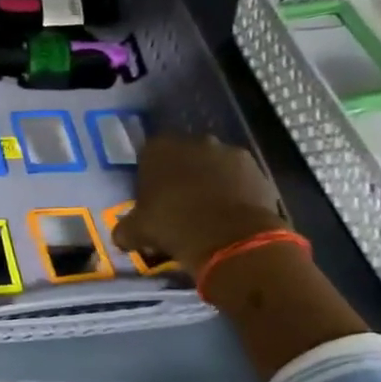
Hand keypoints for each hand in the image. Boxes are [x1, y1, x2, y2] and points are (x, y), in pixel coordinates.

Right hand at [112, 134, 286, 271]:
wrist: (231, 239)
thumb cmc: (173, 226)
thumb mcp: (135, 232)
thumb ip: (125, 228)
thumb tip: (123, 235)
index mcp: (160, 149)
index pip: (148, 155)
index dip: (149, 176)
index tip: (150, 198)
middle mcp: (196, 142)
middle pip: (184, 156)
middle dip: (181, 175)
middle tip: (177, 204)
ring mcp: (231, 153)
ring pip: (213, 166)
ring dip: (209, 182)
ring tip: (206, 212)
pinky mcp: (258, 170)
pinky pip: (239, 179)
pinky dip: (234, 192)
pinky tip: (228, 216)